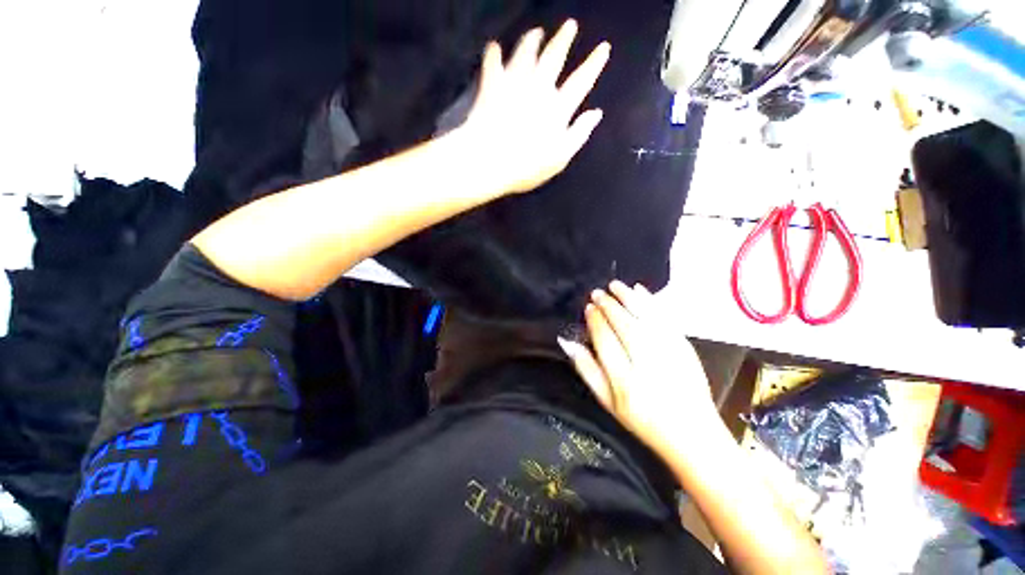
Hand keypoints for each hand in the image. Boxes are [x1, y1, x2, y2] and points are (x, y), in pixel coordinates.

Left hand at [458, 19, 610, 195]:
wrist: (490, 161)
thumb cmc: (527, 166)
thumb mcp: (560, 158)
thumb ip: (579, 134)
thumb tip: (597, 113)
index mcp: (558, 107)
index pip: (581, 81)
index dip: (593, 64)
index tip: (604, 47)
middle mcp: (539, 88)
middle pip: (554, 57)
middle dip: (564, 39)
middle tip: (570, 24)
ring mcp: (514, 83)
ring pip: (526, 52)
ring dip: (532, 40)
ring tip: (536, 31)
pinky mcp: (492, 86)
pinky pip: (492, 63)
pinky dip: (493, 54)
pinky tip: (494, 46)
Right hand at [558, 281, 721, 458]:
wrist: (691, 432)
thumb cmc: (642, 419)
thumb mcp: (607, 402)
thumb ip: (586, 369)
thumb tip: (567, 341)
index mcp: (625, 383)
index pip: (605, 341)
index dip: (595, 321)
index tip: (588, 308)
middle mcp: (648, 365)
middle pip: (624, 326)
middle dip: (609, 306)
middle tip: (597, 293)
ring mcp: (670, 355)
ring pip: (645, 318)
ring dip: (628, 298)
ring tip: (615, 285)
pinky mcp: (685, 348)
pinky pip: (665, 319)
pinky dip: (651, 302)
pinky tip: (639, 291)